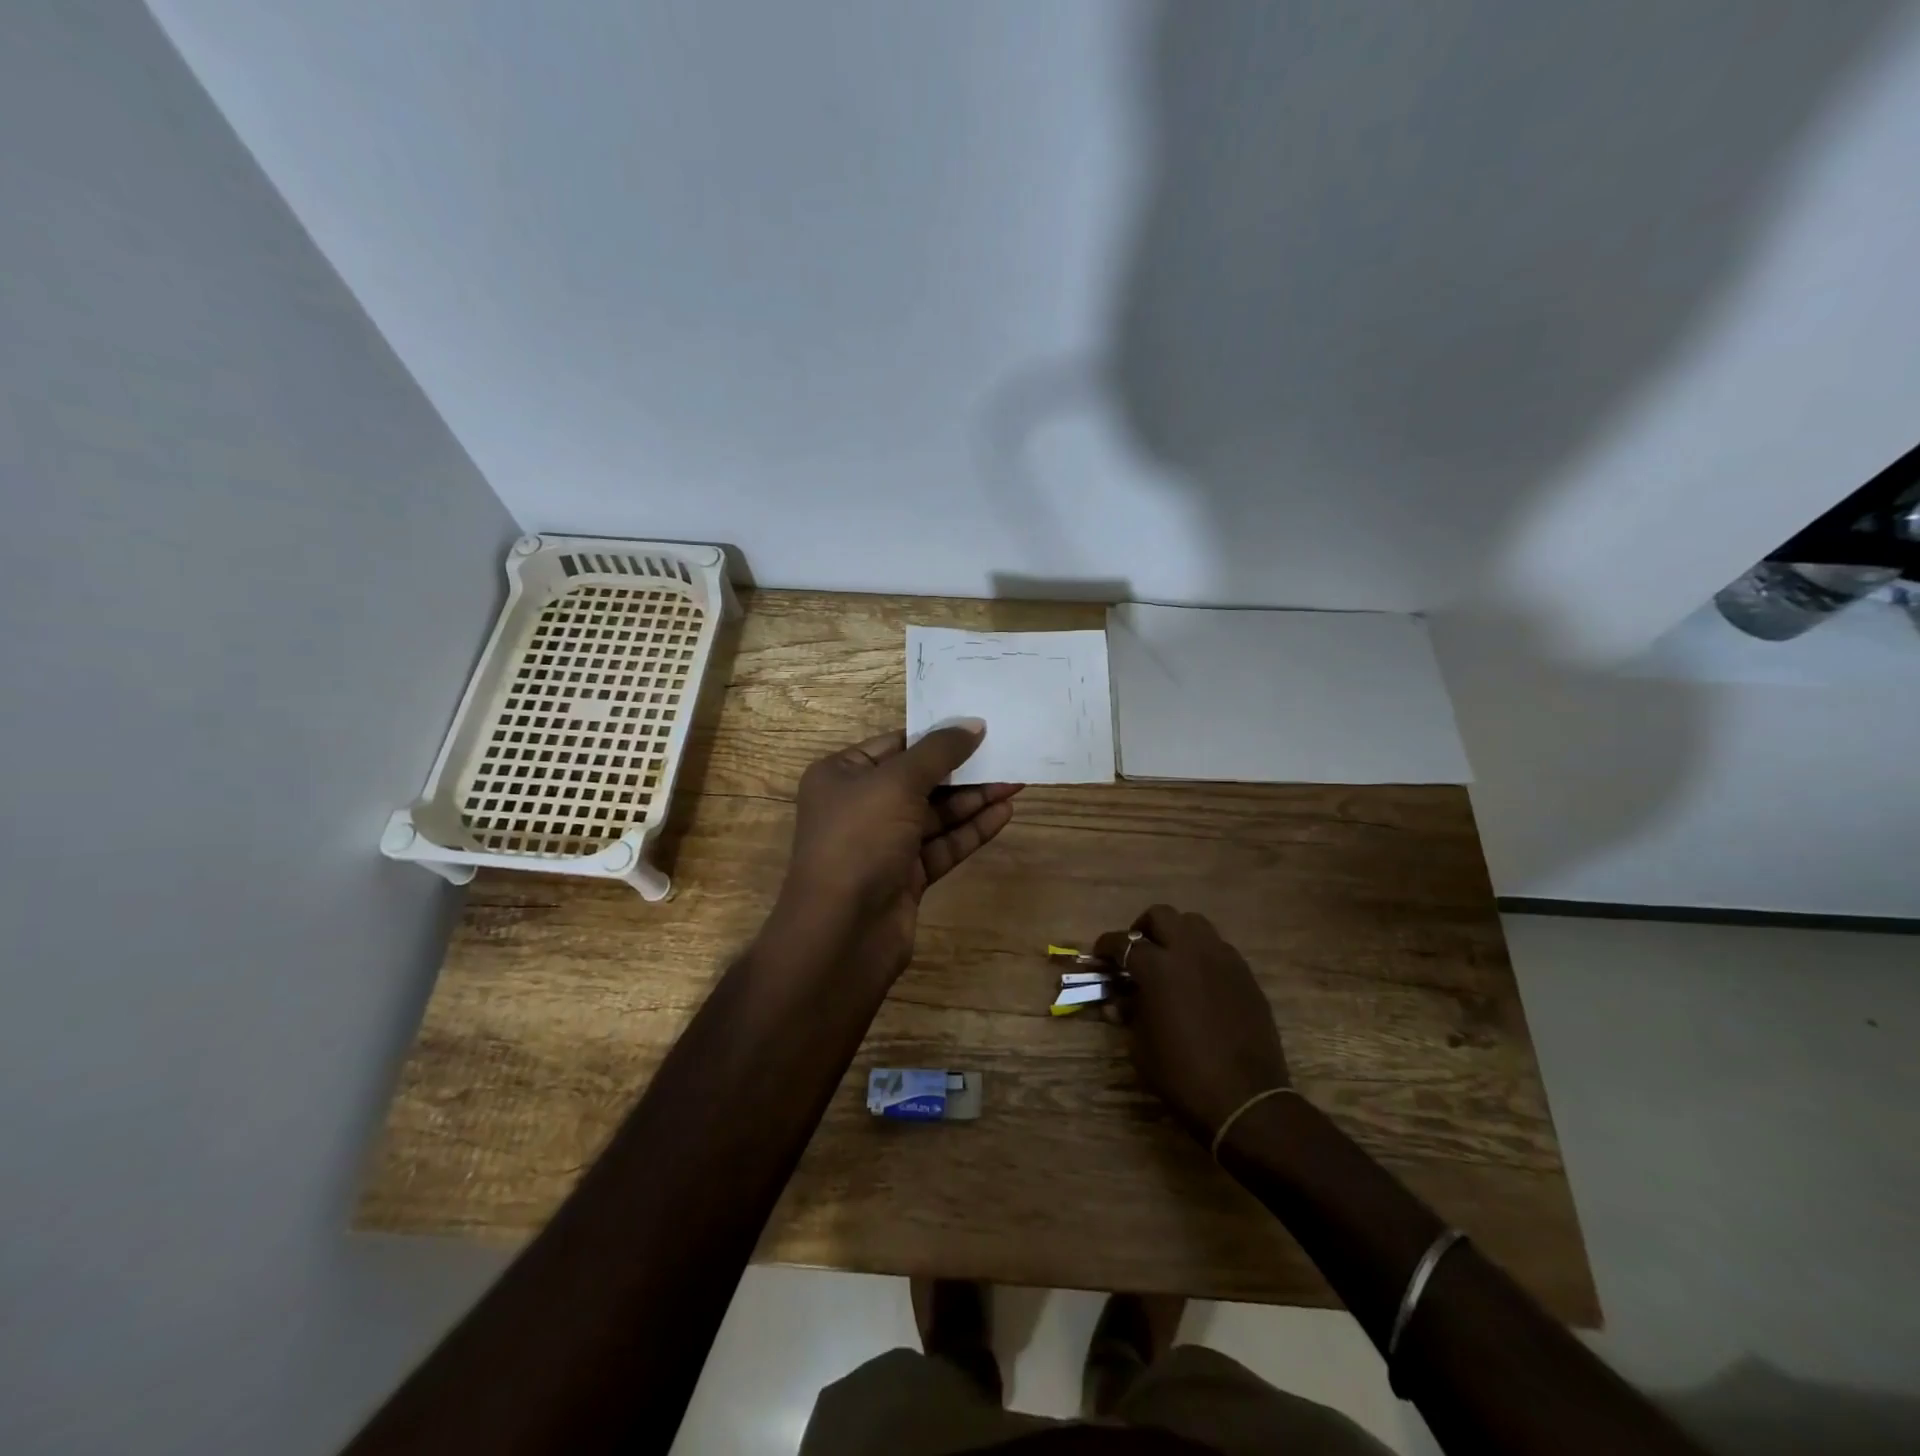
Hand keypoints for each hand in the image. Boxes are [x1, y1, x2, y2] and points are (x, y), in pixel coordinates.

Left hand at [776, 722, 1020, 981]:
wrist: (842, 931)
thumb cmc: (860, 839)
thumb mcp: (897, 783)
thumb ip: (939, 751)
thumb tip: (973, 724)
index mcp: (842, 775)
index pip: (895, 744)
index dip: (936, 735)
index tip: (978, 726)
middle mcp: (860, 806)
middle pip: (919, 779)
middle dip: (962, 769)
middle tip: (1006, 753)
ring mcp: (883, 844)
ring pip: (935, 814)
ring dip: (973, 799)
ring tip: (1016, 781)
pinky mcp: (905, 876)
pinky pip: (942, 845)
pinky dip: (971, 830)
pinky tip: (1004, 813)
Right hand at [1095, 906, 1289, 1144]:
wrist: (1245, 1100)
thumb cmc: (1183, 1075)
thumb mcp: (1141, 1047)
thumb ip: (1129, 1013)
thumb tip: (1119, 1001)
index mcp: (1159, 968)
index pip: (1124, 943)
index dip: (1106, 946)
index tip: (1100, 955)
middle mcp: (1191, 952)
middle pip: (1161, 916)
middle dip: (1143, 928)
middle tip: (1137, 951)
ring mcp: (1222, 959)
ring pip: (1194, 924)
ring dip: (1176, 934)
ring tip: (1170, 959)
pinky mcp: (1245, 974)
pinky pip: (1218, 948)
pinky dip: (1202, 954)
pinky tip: (1198, 980)